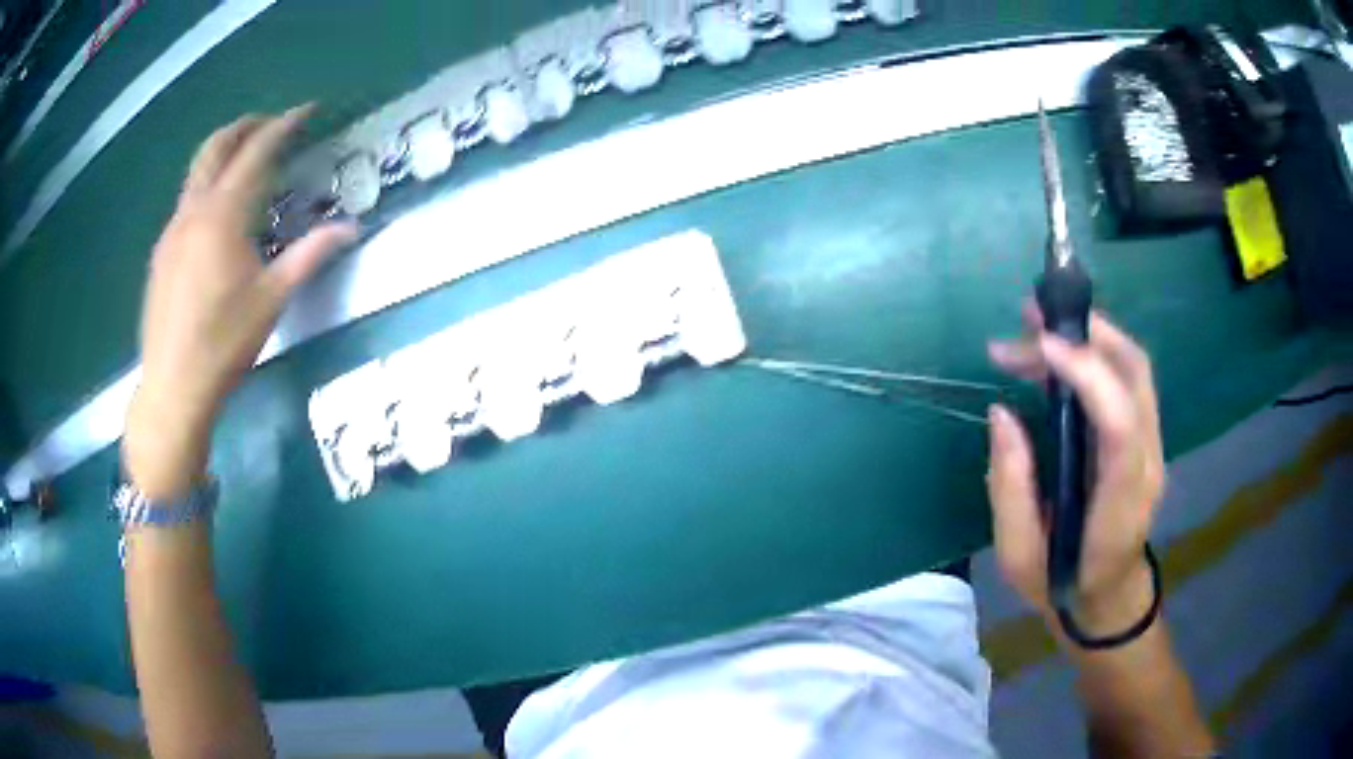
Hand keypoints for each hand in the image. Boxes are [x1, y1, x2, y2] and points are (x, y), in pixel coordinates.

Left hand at [123, 107, 357, 498]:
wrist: (173, 387)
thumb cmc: (224, 344)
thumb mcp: (273, 300)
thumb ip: (311, 255)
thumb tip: (352, 228)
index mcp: (222, 216)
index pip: (256, 152)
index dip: (283, 125)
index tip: (305, 111)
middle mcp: (193, 211)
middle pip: (215, 146)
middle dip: (245, 126)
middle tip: (271, 124)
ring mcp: (171, 230)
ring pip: (196, 172)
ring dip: (223, 153)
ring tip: (246, 160)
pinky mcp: (161, 252)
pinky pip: (185, 200)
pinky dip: (207, 185)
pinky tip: (218, 212)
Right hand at [986, 304, 1164, 634]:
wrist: (1109, 598)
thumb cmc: (1062, 584)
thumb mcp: (1019, 555)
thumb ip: (1010, 487)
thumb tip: (1001, 412)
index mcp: (1119, 504)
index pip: (1120, 425)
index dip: (1088, 375)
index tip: (1039, 345)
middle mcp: (1147, 464)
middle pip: (1135, 375)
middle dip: (1084, 334)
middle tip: (1027, 321)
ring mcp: (1153, 446)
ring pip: (1134, 366)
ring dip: (1088, 335)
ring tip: (1034, 330)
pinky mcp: (1145, 436)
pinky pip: (1127, 378)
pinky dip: (1093, 353)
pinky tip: (1057, 356)